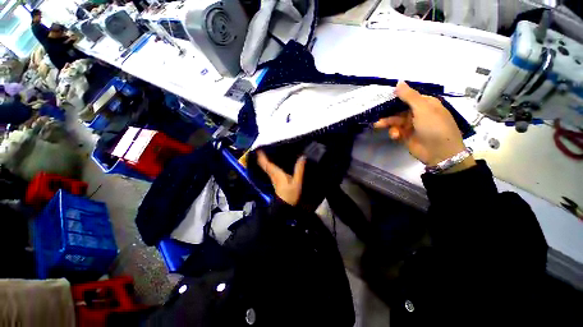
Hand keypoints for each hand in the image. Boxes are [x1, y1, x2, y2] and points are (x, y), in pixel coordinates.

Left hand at [257, 151, 305, 205]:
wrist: (285, 207)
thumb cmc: (290, 195)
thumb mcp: (297, 182)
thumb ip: (299, 170)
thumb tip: (302, 157)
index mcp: (277, 174)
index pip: (267, 164)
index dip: (262, 157)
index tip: (258, 150)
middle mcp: (273, 175)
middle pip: (265, 166)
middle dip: (261, 158)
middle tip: (260, 150)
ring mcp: (273, 179)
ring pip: (267, 168)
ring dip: (264, 162)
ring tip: (264, 155)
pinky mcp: (276, 182)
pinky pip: (270, 171)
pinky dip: (268, 166)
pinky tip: (271, 164)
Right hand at [374, 82, 475, 170]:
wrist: (439, 152)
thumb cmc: (434, 126)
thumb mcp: (423, 109)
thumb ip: (409, 96)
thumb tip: (399, 81)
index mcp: (425, 104)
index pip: (408, 97)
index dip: (395, 97)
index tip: (382, 98)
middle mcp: (418, 113)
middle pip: (399, 110)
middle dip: (388, 112)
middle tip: (376, 113)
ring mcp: (412, 125)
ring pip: (395, 121)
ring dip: (388, 123)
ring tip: (378, 125)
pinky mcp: (406, 136)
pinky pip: (396, 131)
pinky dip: (394, 132)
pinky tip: (395, 135)